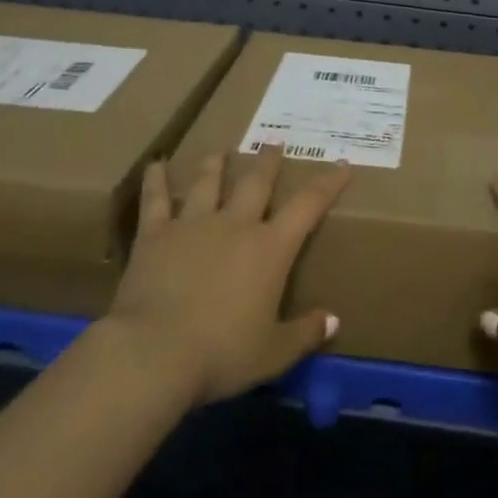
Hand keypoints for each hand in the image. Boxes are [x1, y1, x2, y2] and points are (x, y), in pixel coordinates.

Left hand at [92, 145, 351, 406]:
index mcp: (270, 249)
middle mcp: (236, 225)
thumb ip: (305, 333)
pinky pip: (156, 200)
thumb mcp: (273, 354)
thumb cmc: (221, 354)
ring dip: (216, 165)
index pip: (308, 206)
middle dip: (268, 161)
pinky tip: (156, 164)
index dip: (329, 183)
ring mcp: (193, 224)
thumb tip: (333, 321)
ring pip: (208, 183)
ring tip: (220, 151)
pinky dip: (156, 180)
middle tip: (274, 142)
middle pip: (256, 182)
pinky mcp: (156, 235)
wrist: (154, 353)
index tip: (343, 164)